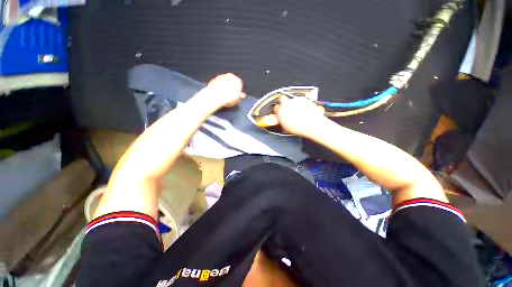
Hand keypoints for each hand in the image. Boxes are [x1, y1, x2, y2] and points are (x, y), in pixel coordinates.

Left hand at [194, 73, 245, 110]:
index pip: (239, 85)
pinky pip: (217, 83)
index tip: (236, 96)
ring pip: (224, 82)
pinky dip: (218, 87)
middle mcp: (229, 76)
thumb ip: (239, 97)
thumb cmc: (227, 98)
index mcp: (237, 80)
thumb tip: (240, 96)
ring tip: (223, 96)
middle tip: (230, 96)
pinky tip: (218, 94)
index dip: (237, 91)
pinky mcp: (214, 79)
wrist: (215, 96)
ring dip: (224, 87)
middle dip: (231, 88)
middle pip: (231, 82)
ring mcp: (221, 76)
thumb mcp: (236, 100)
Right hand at [274, 96, 325, 137]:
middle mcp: (287, 105)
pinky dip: (301, 104)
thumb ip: (281, 121)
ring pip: (291, 100)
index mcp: (281, 112)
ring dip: (293, 104)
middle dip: (283, 102)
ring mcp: (295, 101)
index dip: (278, 110)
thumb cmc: (300, 128)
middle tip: (287, 108)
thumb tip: (280, 119)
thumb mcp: (286, 128)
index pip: (276, 108)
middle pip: (282, 99)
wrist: (313, 125)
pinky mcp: (303, 99)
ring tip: (298, 112)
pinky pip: (300, 100)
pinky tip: (303, 111)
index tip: (280, 112)